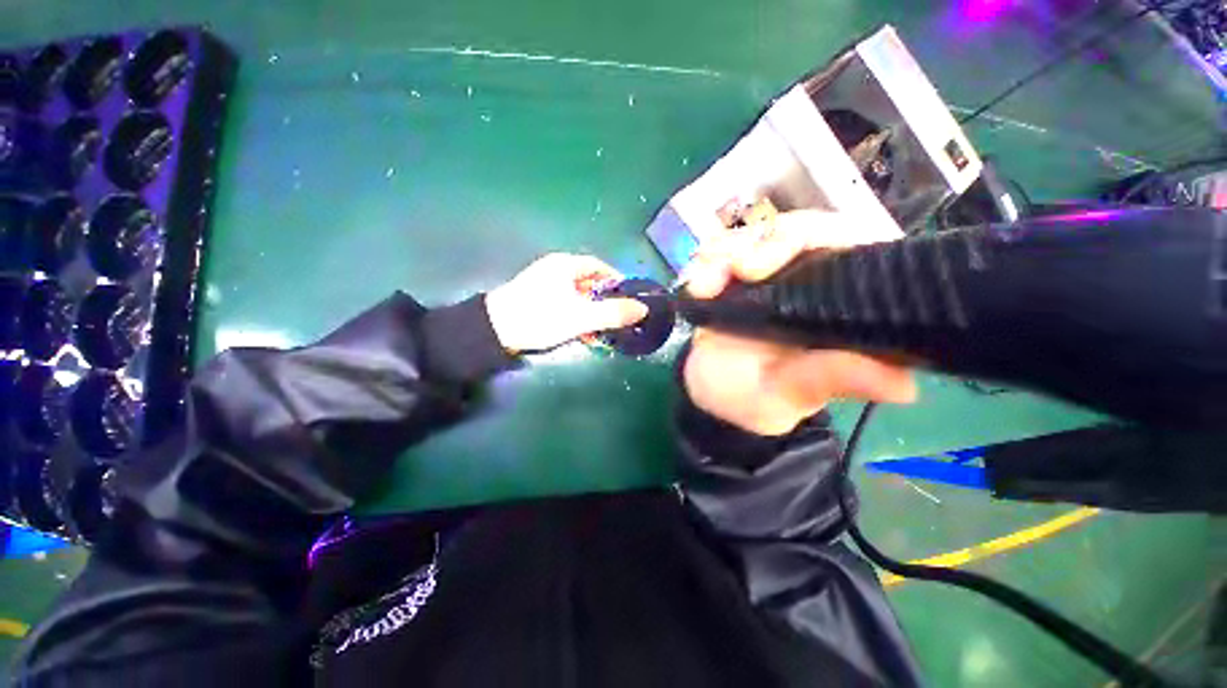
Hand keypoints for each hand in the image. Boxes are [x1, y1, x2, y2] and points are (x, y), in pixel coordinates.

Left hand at [486, 253, 648, 352]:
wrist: (493, 331)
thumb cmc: (540, 317)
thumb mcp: (580, 317)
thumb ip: (612, 313)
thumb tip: (642, 309)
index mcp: (566, 265)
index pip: (600, 267)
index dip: (617, 282)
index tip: (628, 300)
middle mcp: (555, 269)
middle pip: (589, 283)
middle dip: (604, 302)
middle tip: (615, 319)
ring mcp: (544, 284)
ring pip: (578, 296)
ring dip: (591, 313)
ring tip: (599, 332)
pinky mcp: (537, 299)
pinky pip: (565, 304)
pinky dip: (576, 316)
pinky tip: (580, 333)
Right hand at [682, 210, 916, 435]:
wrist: (708, 395)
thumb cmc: (752, 398)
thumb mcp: (789, 394)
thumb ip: (829, 381)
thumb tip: (903, 386)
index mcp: (840, 306)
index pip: (856, 246)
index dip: (825, 236)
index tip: (777, 260)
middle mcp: (810, 282)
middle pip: (801, 229)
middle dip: (765, 242)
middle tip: (737, 270)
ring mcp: (768, 275)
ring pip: (755, 233)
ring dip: (725, 252)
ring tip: (703, 287)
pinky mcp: (733, 276)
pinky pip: (719, 249)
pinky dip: (704, 261)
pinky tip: (695, 286)